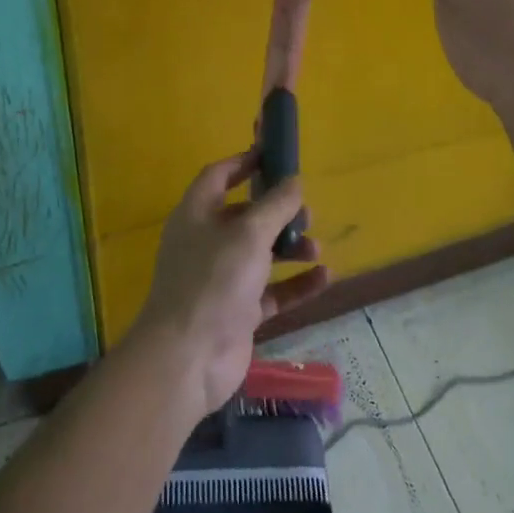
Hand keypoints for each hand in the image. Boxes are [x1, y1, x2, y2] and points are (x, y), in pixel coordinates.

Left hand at [133, 153, 329, 415]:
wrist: (189, 357)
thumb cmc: (214, 281)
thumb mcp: (249, 234)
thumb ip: (275, 205)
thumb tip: (294, 180)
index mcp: (196, 215)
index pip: (218, 176)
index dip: (243, 162)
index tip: (273, 155)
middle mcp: (206, 242)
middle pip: (244, 216)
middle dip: (276, 211)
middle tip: (306, 211)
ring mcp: (221, 279)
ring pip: (260, 254)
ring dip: (290, 248)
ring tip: (316, 248)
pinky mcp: (237, 312)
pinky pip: (272, 291)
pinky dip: (296, 283)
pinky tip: (324, 277)